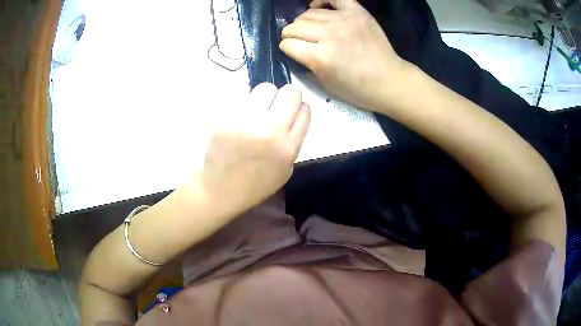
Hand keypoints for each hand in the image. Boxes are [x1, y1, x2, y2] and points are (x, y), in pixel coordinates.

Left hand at [191, 83, 310, 215]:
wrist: (220, 191)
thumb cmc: (255, 184)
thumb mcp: (286, 169)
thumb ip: (294, 140)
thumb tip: (293, 115)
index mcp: (288, 146)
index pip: (305, 110)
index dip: (300, 108)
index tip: (292, 113)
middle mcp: (270, 130)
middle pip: (290, 92)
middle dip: (287, 96)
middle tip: (277, 106)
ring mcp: (246, 122)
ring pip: (266, 88)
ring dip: (266, 97)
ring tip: (258, 111)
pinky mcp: (227, 118)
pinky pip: (243, 99)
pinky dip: (246, 106)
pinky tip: (241, 120)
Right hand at [279, 0, 409, 110]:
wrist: (388, 80)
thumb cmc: (357, 88)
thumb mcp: (325, 83)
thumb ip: (307, 64)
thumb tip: (295, 49)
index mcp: (320, 57)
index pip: (288, 44)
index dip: (286, 48)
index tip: (290, 50)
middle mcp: (329, 35)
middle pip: (295, 27)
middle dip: (290, 34)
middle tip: (296, 39)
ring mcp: (344, 20)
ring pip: (309, 14)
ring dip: (303, 21)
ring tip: (308, 27)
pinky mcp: (357, 13)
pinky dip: (321, 0)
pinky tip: (316, 6)